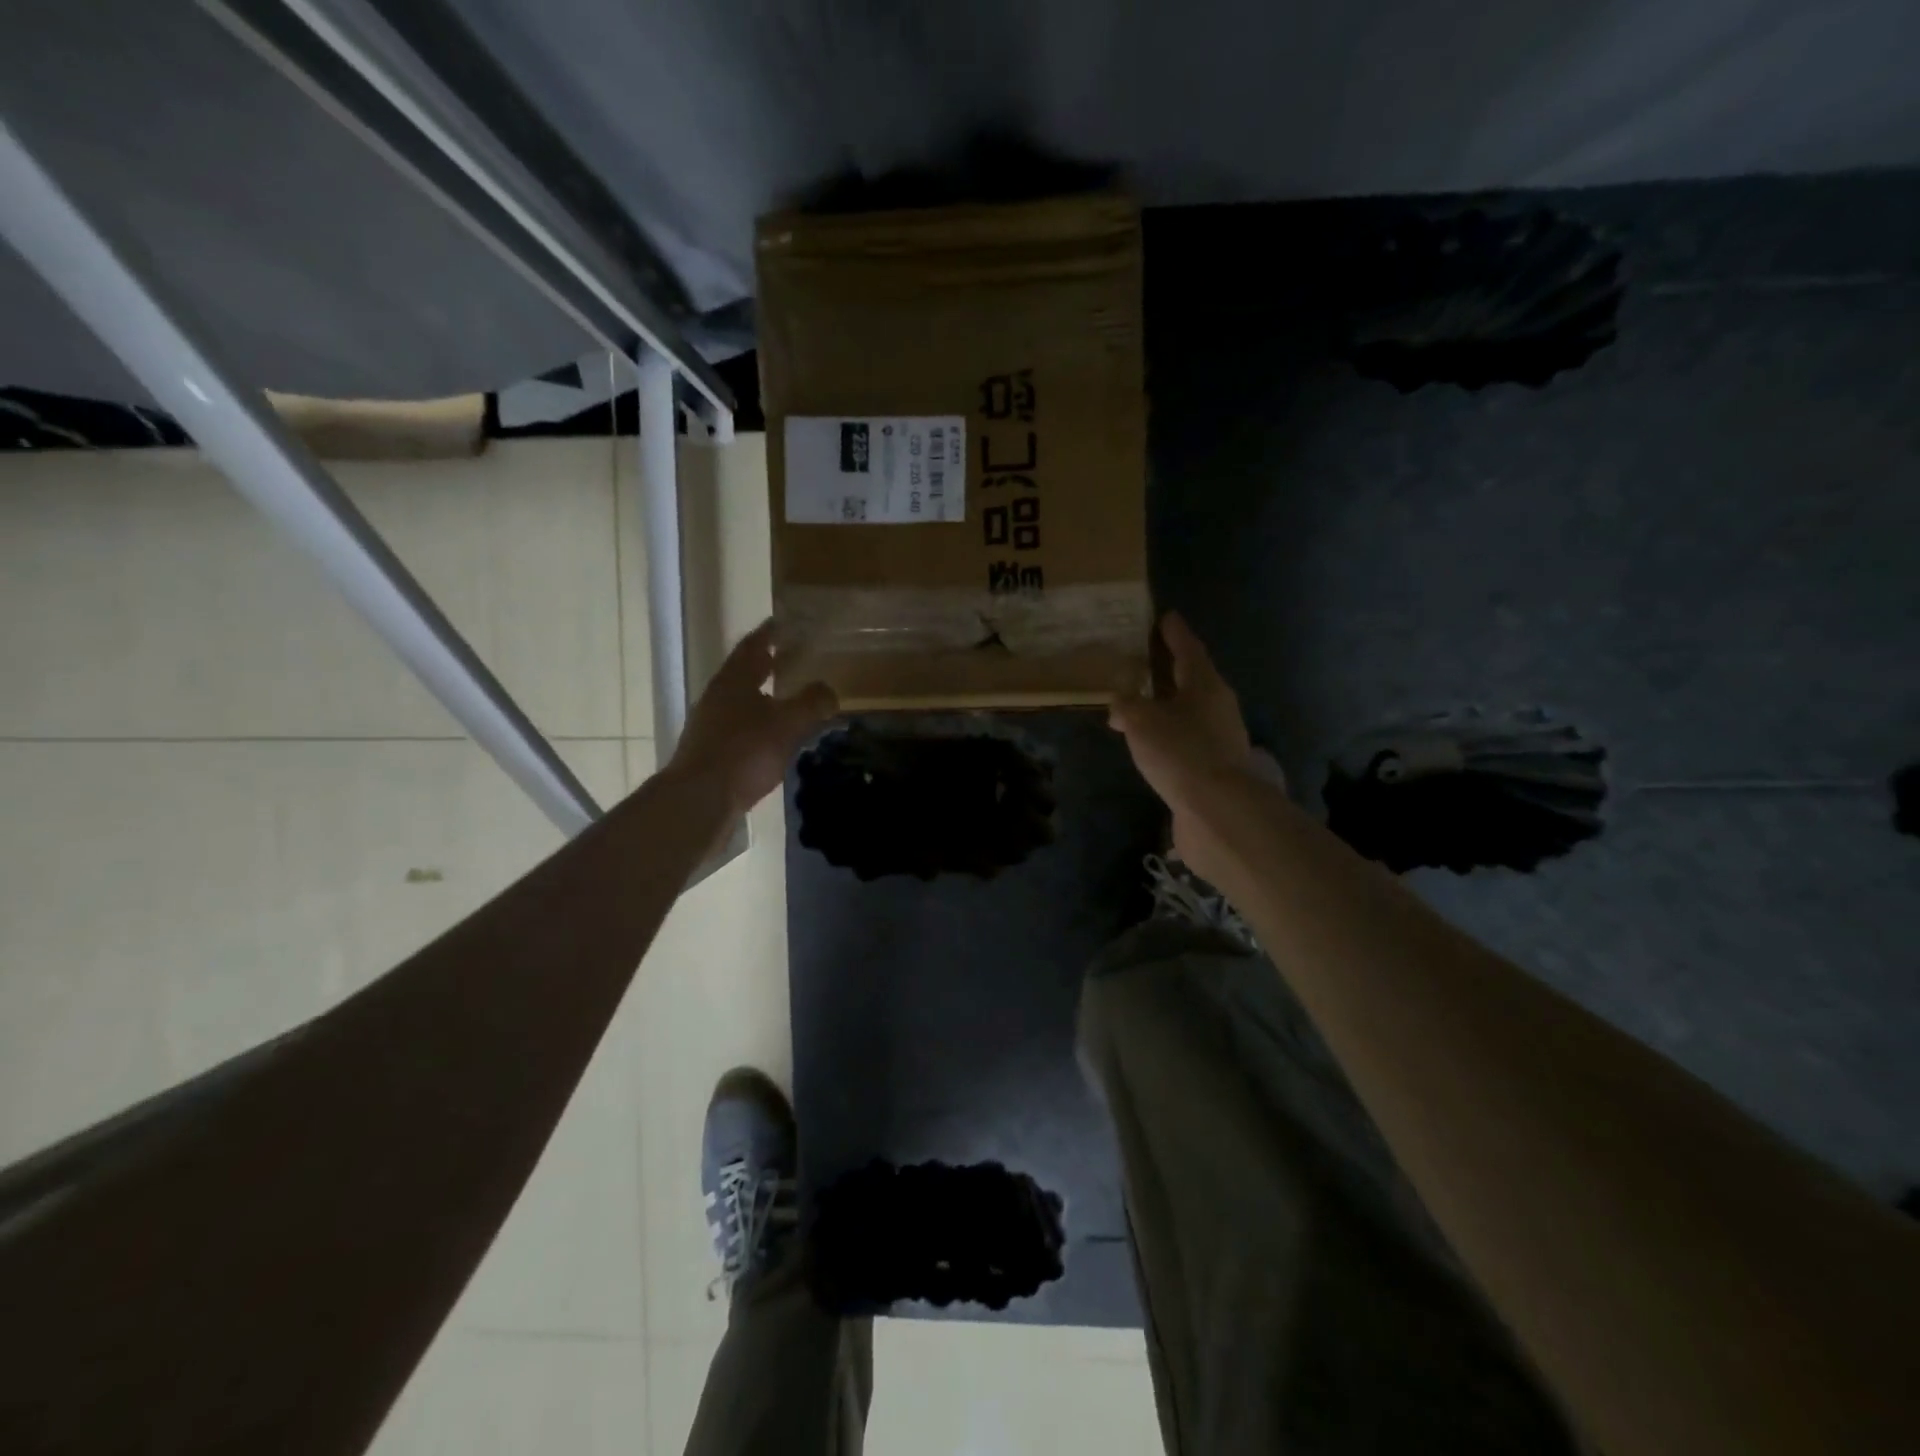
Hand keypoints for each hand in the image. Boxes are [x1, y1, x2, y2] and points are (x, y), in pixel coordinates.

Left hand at [666, 620, 836, 816]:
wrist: (699, 799)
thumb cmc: (744, 752)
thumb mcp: (787, 724)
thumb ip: (811, 703)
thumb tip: (829, 690)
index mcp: (734, 680)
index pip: (753, 645)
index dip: (770, 633)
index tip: (785, 622)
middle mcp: (718, 696)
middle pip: (744, 672)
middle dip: (767, 664)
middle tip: (793, 658)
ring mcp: (711, 725)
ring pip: (742, 700)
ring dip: (764, 695)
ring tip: (790, 698)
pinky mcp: (712, 751)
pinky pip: (740, 727)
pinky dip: (760, 723)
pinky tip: (775, 737)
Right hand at [1109, 612, 1269, 867]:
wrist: (1217, 809)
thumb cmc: (1180, 751)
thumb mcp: (1141, 721)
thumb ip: (1126, 706)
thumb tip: (1120, 705)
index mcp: (1204, 684)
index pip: (1188, 648)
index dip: (1174, 633)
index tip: (1165, 617)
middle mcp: (1218, 705)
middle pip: (1192, 679)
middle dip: (1170, 669)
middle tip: (1146, 660)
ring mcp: (1221, 737)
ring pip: (1189, 711)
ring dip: (1167, 705)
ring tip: (1140, 705)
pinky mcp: (1215, 765)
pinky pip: (1187, 738)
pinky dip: (1169, 734)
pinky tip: (1152, 743)